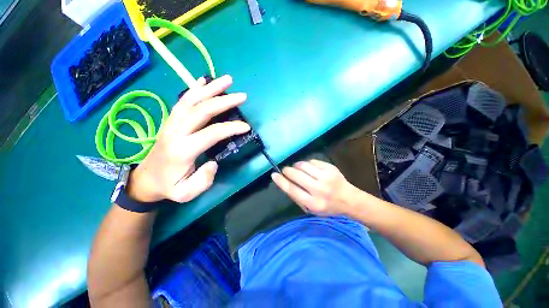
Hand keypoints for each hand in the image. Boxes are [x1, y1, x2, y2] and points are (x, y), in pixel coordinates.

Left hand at [127, 75, 249, 202]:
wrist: (146, 179)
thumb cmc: (169, 186)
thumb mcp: (186, 193)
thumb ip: (203, 181)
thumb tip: (214, 162)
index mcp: (182, 149)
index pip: (211, 133)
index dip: (231, 128)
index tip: (246, 127)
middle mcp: (175, 131)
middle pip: (201, 110)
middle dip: (224, 101)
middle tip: (242, 96)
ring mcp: (171, 123)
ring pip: (191, 99)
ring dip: (211, 88)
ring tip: (227, 80)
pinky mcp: (171, 120)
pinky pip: (182, 100)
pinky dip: (194, 88)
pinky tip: (204, 80)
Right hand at [271, 159, 355, 215]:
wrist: (349, 199)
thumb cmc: (327, 206)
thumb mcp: (311, 208)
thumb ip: (297, 196)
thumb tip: (285, 182)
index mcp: (313, 203)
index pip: (292, 190)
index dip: (281, 181)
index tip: (274, 174)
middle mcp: (319, 189)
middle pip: (296, 175)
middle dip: (287, 171)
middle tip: (286, 170)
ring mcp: (326, 177)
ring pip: (303, 165)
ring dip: (296, 165)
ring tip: (297, 168)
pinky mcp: (330, 168)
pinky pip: (312, 161)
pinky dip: (307, 163)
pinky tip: (309, 168)